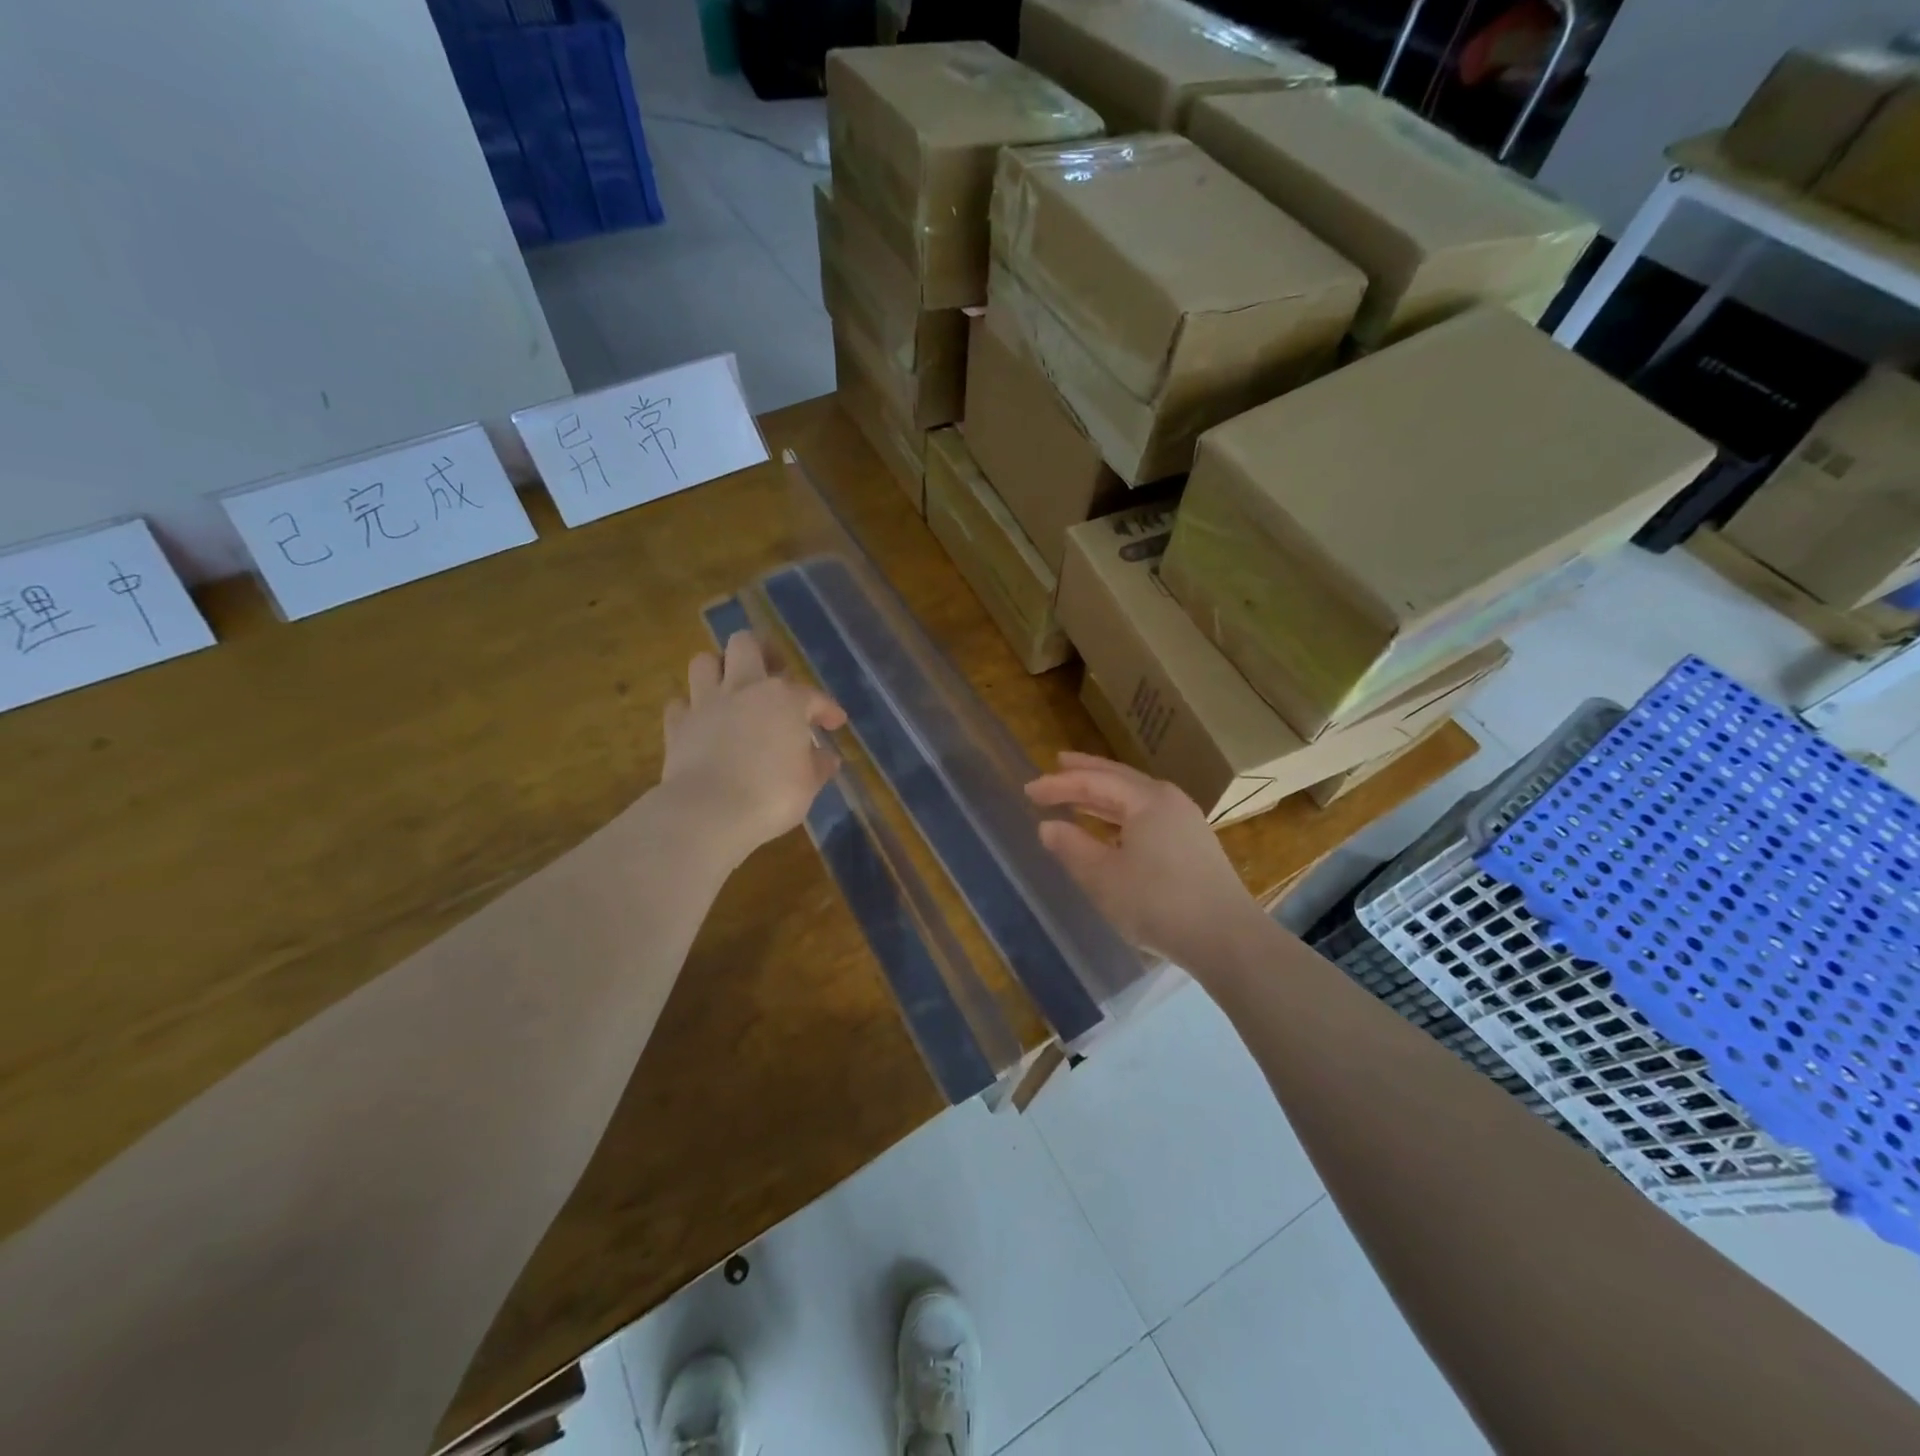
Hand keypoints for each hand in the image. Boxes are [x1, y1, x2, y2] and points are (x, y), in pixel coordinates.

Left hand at [660, 632, 846, 864]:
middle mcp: (744, 689)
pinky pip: (680, 704)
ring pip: (704, 662)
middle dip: (760, 652)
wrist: (709, 812)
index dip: (827, 709)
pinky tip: (701, 722)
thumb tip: (826, 758)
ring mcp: (706, 704)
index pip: (812, 696)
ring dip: (718, 670)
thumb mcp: (808, 784)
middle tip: (772, 672)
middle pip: (745, 645)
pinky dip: (690, 709)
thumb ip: (817, 765)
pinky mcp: (677, 725)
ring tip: (731, 688)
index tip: (834, 722)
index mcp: (784, 699)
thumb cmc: (771, 796)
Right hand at [1027, 752, 1269, 969]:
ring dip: (1104, 795)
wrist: (1226, 938)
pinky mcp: (1194, 845)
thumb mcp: (1103, 877)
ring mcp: (1186, 822)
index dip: (1059, 784)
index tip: (1029, 789)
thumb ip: (1071, 847)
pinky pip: (1148, 816)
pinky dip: (1122, 814)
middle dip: (1086, 773)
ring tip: (1079, 794)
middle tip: (1058, 764)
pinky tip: (1111, 829)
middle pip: (1120, 778)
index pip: (1095, 781)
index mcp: (1147, 799)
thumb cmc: (1157, 902)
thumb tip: (1048, 827)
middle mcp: (1169, 800)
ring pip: (1136, 798)